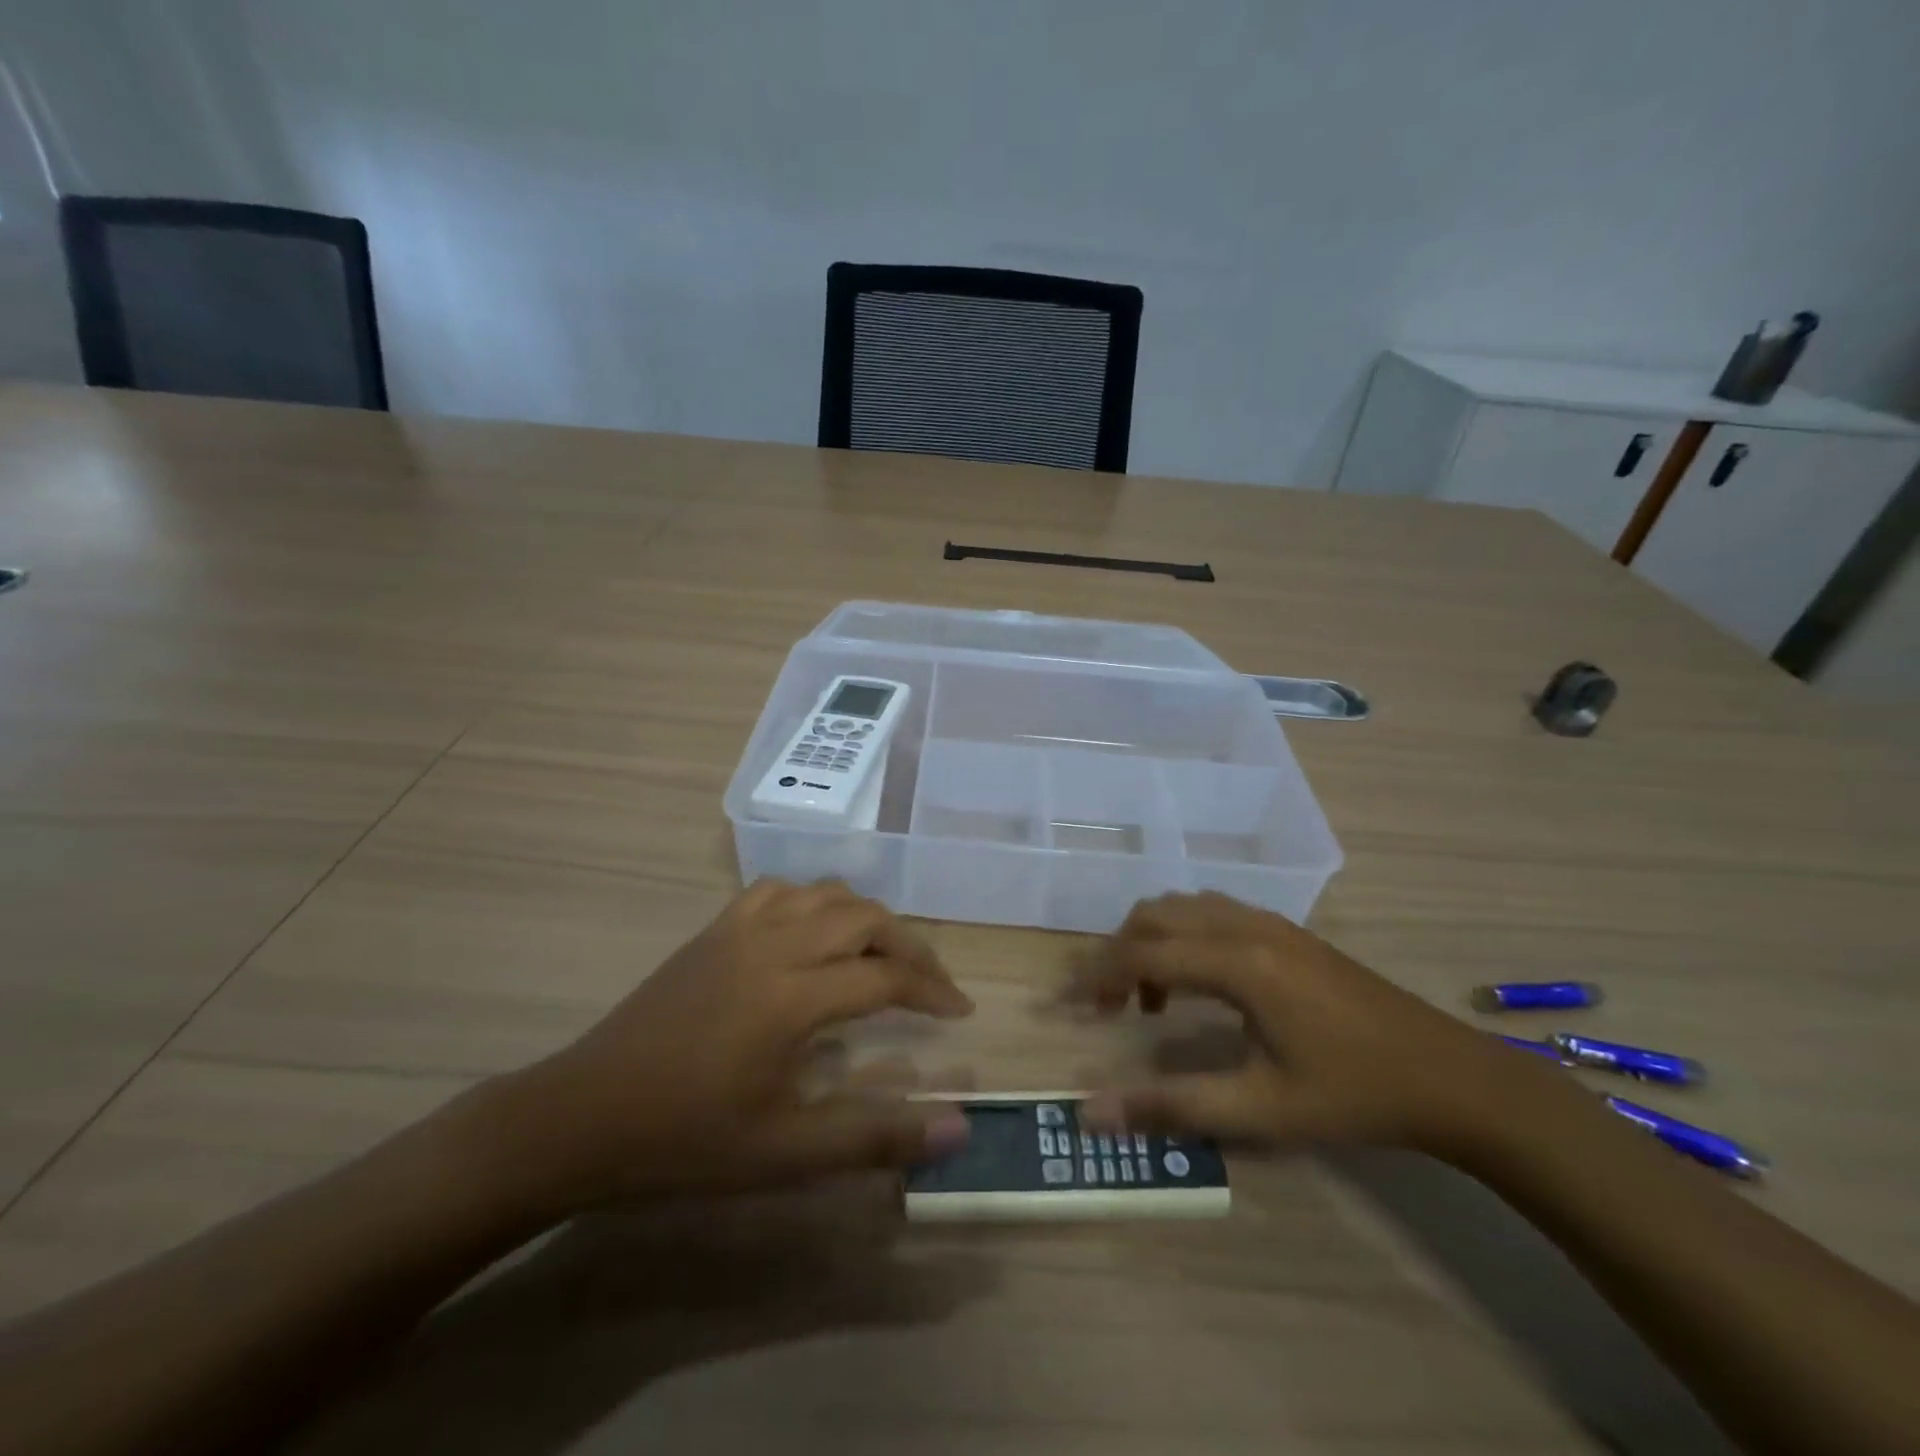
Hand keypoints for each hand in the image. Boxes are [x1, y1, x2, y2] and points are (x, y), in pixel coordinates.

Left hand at [490, 880, 974, 1211]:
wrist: (581, 1116)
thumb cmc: (684, 1141)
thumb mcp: (784, 1154)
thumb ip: (875, 1136)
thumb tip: (959, 1127)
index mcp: (792, 996)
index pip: (885, 978)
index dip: (933, 991)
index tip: (960, 1012)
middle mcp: (773, 945)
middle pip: (864, 919)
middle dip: (910, 946)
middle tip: (931, 984)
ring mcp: (739, 929)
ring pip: (825, 893)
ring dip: (865, 917)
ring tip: (882, 955)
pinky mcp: (714, 929)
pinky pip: (779, 890)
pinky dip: (814, 900)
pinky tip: (815, 931)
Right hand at [1069, 892, 1551, 1158]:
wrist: (1450, 1077)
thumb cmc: (1354, 1095)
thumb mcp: (1261, 1110)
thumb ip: (1172, 1106)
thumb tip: (1093, 1113)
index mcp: (1239, 962)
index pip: (1142, 953)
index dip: (1095, 976)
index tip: (1065, 1006)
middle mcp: (1246, 925)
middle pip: (1155, 916)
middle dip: (1117, 952)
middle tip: (1105, 1006)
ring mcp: (1270, 921)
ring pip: (1182, 907)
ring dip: (1150, 940)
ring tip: (1148, 997)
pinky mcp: (1287, 930)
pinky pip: (1211, 912)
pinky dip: (1182, 935)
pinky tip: (1197, 983)